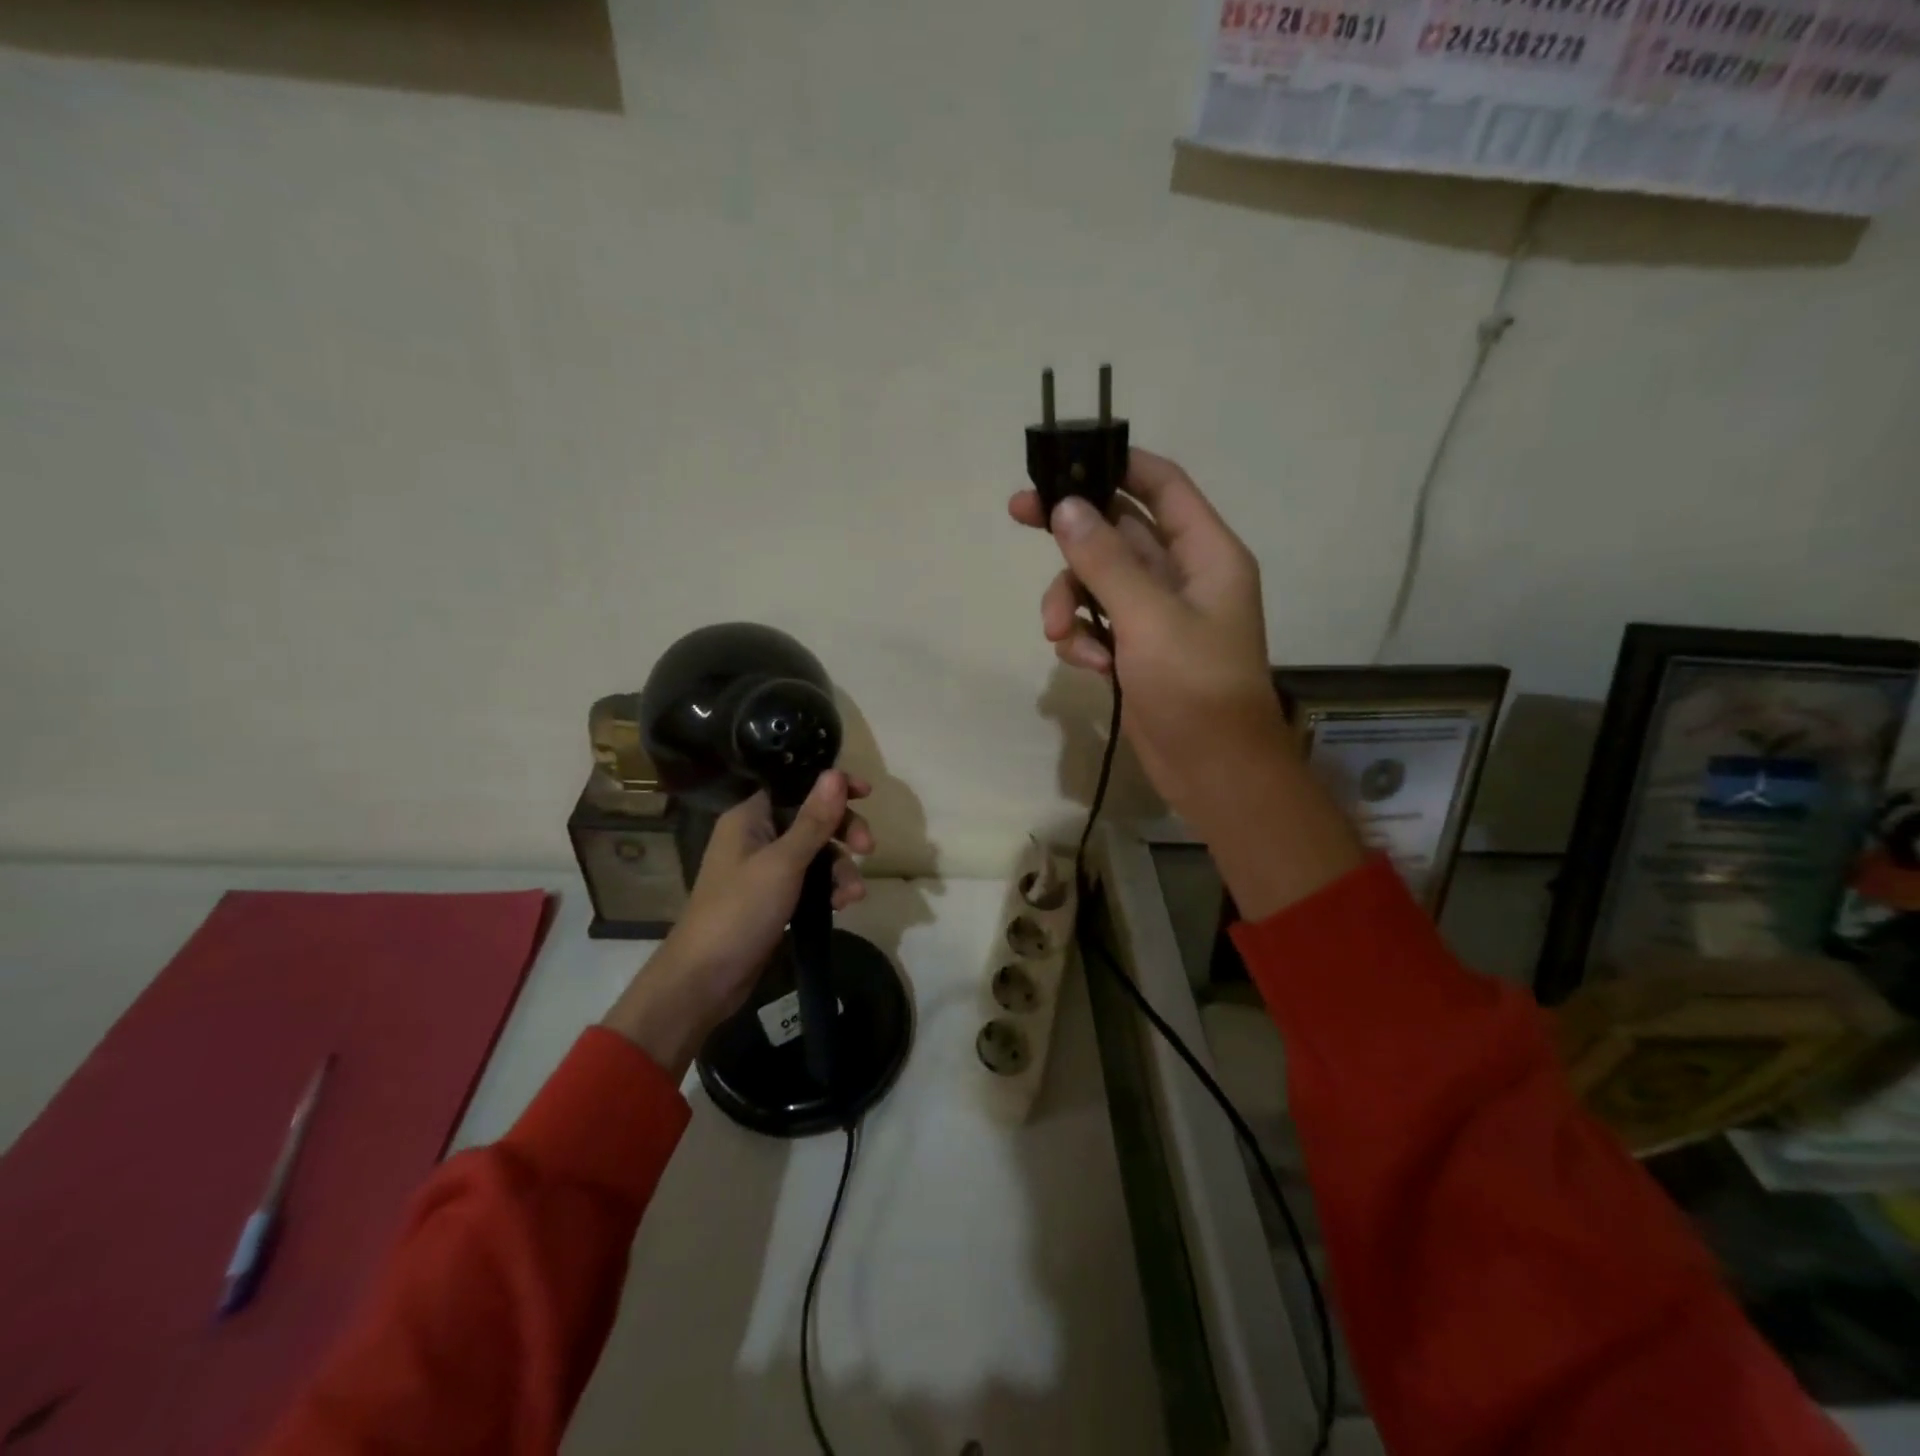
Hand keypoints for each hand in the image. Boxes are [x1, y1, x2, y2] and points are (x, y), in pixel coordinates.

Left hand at [601, 770, 872, 1075]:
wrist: (705, 979)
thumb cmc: (740, 911)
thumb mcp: (783, 863)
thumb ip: (813, 820)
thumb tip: (836, 773)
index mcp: (750, 816)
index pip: (797, 785)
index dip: (832, 786)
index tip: (867, 793)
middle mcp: (757, 835)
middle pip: (812, 818)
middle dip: (843, 832)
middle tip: (868, 848)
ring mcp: (765, 868)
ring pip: (816, 852)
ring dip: (840, 868)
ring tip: (853, 896)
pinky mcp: (774, 897)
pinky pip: (810, 880)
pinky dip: (828, 889)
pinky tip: (842, 906)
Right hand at [1009, 449, 1289, 822]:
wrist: (1212, 770)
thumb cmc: (1194, 688)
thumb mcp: (1148, 619)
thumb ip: (1105, 561)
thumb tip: (1066, 507)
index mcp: (1205, 554)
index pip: (1162, 485)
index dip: (1119, 464)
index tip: (1067, 459)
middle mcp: (1182, 576)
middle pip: (1118, 530)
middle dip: (1071, 532)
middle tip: (1018, 514)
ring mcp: (1157, 615)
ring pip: (1098, 581)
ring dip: (1069, 601)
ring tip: (1057, 633)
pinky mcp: (1136, 649)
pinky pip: (1097, 623)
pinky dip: (1083, 639)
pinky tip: (1088, 666)